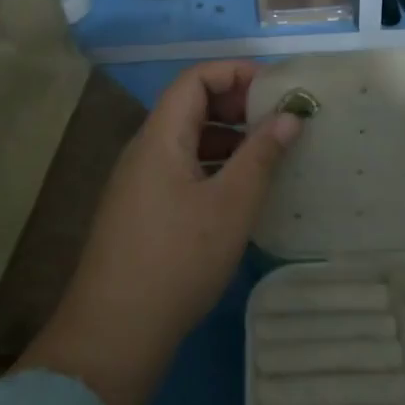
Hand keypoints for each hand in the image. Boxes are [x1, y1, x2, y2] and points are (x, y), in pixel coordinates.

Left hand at [17, 61, 300, 404]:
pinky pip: (180, 170)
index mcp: (160, 136)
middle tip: (278, 122)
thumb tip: (290, 116)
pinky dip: (212, 167)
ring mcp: (138, 182)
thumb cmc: (178, 258)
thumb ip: (261, 155)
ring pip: (186, 141)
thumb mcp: (231, 205)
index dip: (235, 73)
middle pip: (188, 106)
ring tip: (266, 157)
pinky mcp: (140, 212)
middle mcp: (144, 150)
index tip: (276, 89)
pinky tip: (237, 194)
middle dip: (235, 105)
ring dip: (226, 139)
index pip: (194, 79)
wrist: (115, 331)